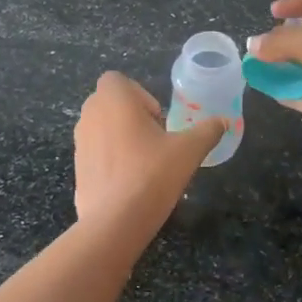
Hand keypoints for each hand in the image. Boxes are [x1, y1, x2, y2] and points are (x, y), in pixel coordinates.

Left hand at [73, 72, 225, 232]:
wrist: (115, 221)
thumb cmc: (152, 174)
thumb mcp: (189, 150)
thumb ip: (208, 131)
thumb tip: (225, 121)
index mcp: (113, 100)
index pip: (117, 80)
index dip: (140, 95)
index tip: (158, 119)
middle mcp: (90, 115)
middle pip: (109, 103)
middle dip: (132, 115)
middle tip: (156, 139)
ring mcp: (80, 142)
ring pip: (101, 128)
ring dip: (121, 136)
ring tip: (145, 161)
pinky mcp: (77, 168)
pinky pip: (96, 153)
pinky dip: (111, 159)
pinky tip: (130, 182)